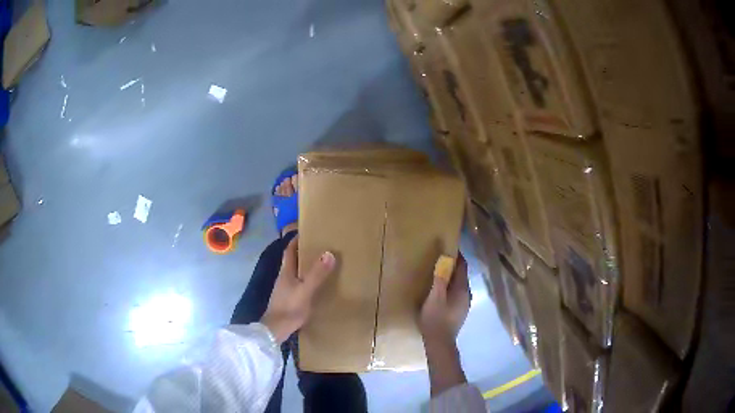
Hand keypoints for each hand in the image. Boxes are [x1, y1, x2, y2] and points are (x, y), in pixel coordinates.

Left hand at [261, 237, 335, 343]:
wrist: (276, 330)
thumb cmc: (290, 307)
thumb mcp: (306, 290)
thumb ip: (317, 274)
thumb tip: (329, 253)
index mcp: (286, 272)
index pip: (289, 250)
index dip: (296, 240)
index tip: (307, 232)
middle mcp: (284, 278)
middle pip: (293, 260)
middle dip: (304, 252)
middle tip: (320, 247)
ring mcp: (285, 289)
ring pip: (296, 272)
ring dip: (306, 267)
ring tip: (321, 264)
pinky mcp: (288, 300)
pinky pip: (298, 284)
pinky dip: (306, 280)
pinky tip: (316, 286)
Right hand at [420, 253, 469, 395]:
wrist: (440, 343)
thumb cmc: (436, 318)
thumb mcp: (434, 297)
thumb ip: (440, 279)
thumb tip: (444, 260)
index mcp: (462, 289)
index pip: (463, 267)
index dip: (457, 256)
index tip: (449, 247)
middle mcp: (467, 295)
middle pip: (462, 276)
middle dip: (454, 266)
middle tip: (441, 259)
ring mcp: (465, 304)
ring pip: (460, 285)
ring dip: (452, 277)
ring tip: (440, 273)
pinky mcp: (460, 311)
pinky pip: (457, 293)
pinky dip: (451, 287)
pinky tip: (441, 291)